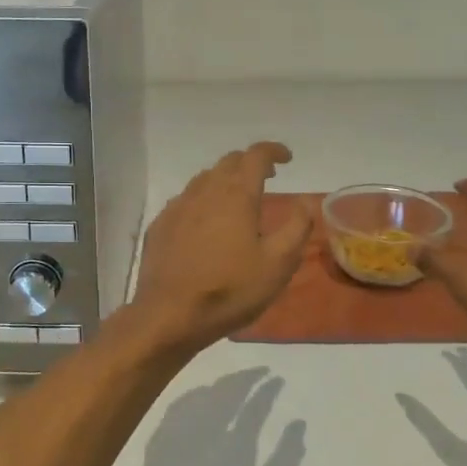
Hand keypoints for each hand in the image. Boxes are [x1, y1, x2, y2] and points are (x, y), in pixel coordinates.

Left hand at [130, 142, 313, 352]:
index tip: (287, 159)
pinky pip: (185, 200)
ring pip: (204, 179)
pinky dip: (203, 200)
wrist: (169, 314)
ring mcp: (178, 207)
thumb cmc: (230, 289)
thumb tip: (305, 202)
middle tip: (267, 176)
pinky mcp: (161, 225)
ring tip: (238, 197)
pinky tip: (206, 222)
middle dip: (250, 162)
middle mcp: (205, 191)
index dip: (273, 151)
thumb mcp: (278, 264)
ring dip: (225, 179)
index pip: (256, 155)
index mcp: (236, 195)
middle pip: (228, 162)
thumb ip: (296, 228)